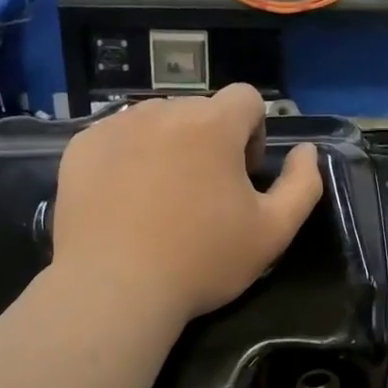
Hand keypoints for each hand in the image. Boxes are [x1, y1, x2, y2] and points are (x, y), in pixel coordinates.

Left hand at [52, 83, 323, 322]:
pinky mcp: (81, 148)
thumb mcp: (273, 232)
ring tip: (161, 198)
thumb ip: (302, 185)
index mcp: (213, 124)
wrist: (115, 288)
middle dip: (210, 142)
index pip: (246, 98)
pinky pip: (116, 138)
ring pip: (155, 122)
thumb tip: (307, 151)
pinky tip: (125, 201)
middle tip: (203, 196)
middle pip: (199, 110)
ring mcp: (115, 127)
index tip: (242, 177)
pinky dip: (127, 159)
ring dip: (168, 147)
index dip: (253, 134)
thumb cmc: (202, 261)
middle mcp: (163, 111)